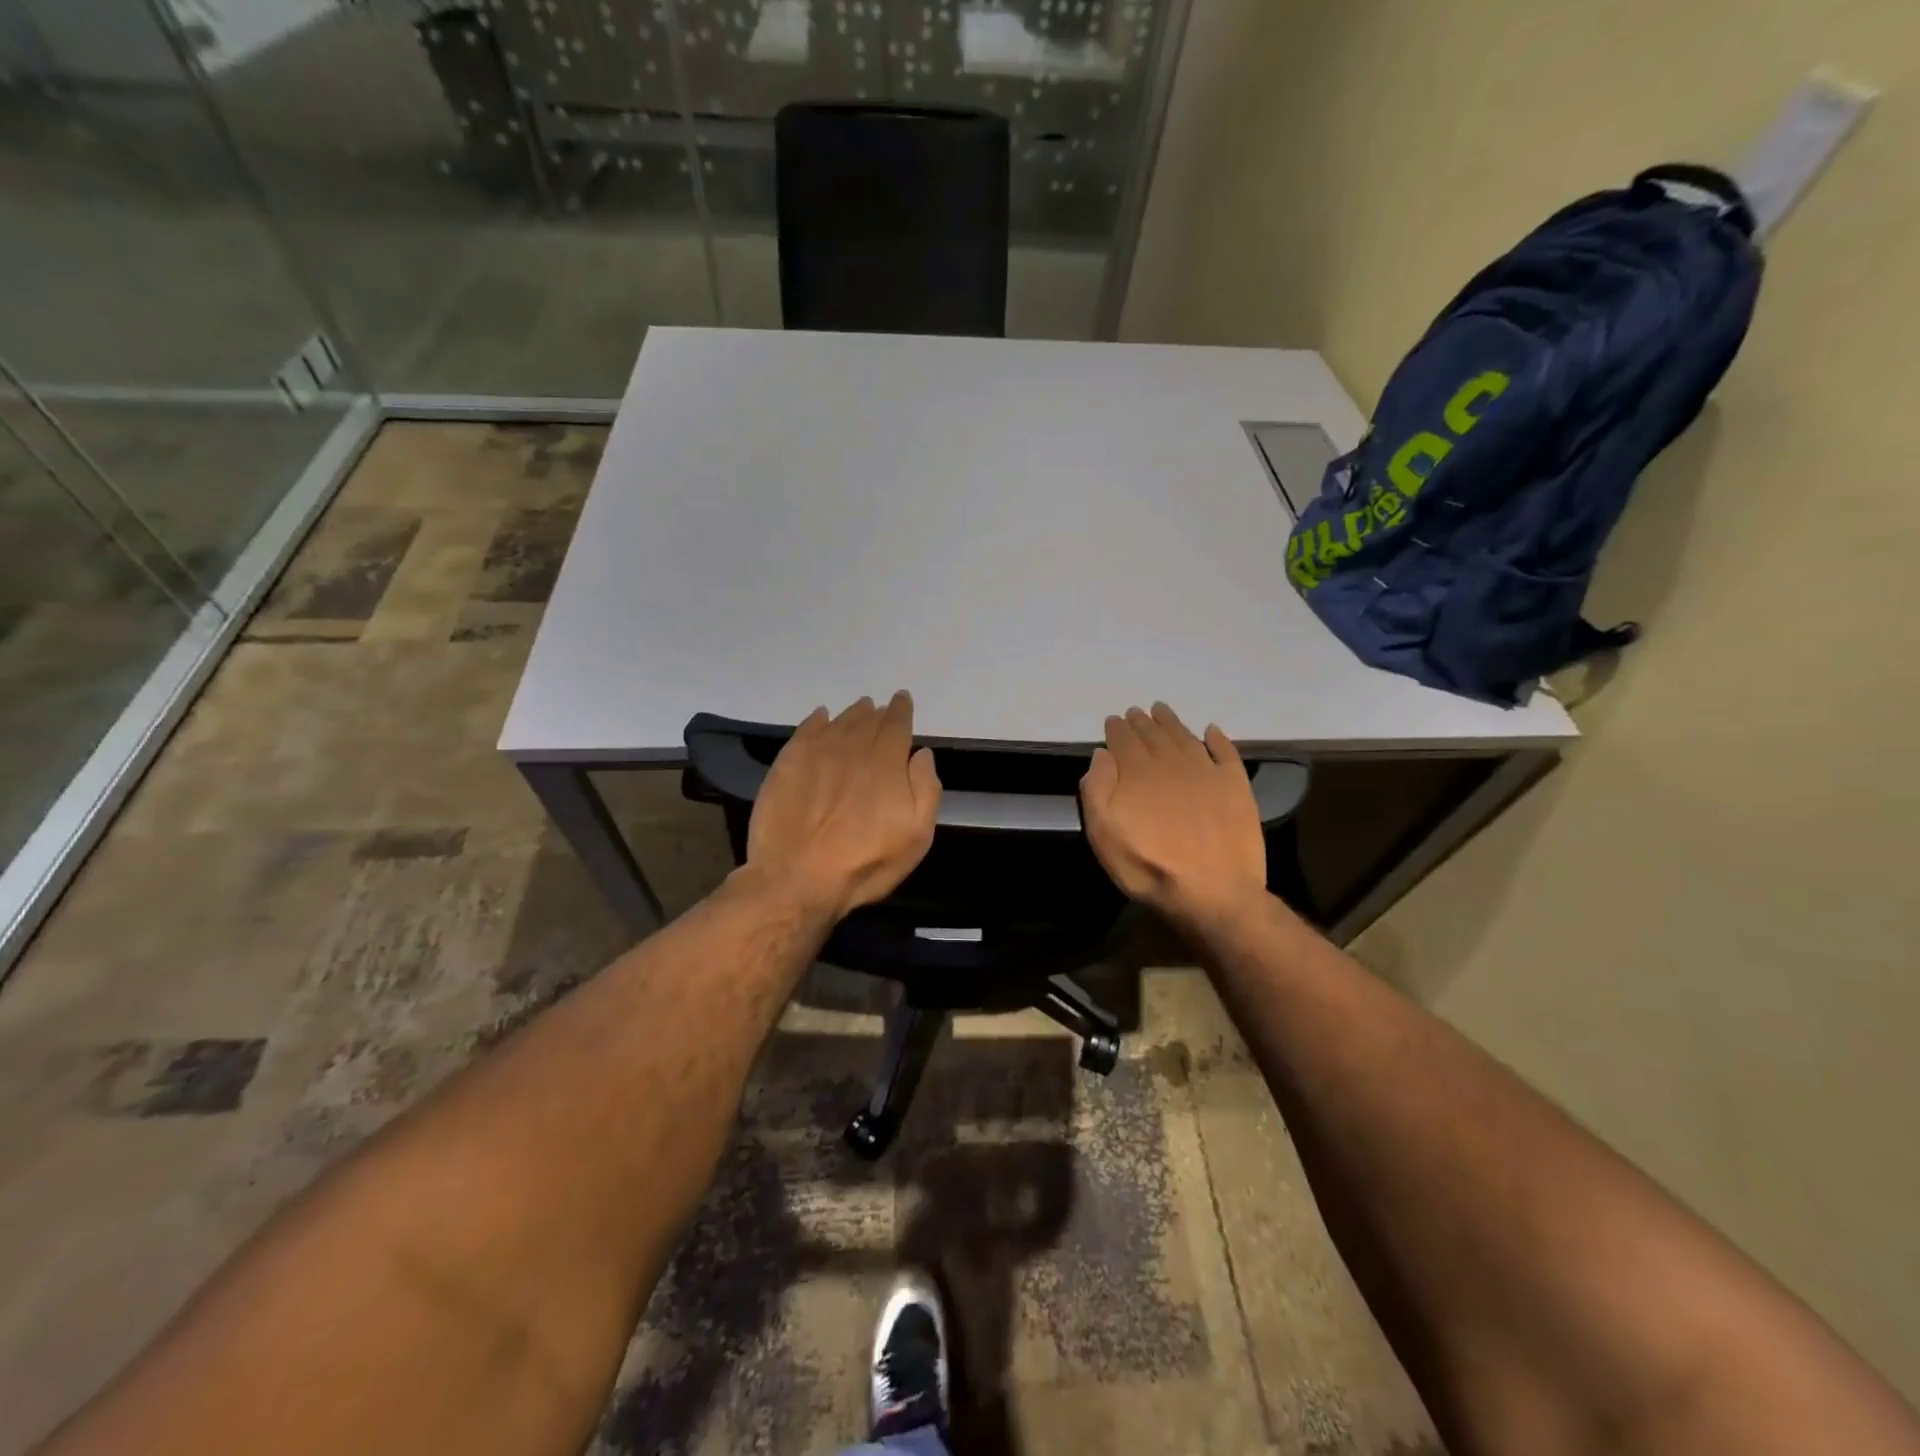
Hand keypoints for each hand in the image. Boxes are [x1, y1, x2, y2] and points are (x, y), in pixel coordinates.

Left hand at [745, 692, 941, 919]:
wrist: (796, 878)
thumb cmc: (864, 863)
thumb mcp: (915, 837)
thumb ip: (925, 789)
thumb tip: (921, 753)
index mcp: (886, 762)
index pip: (896, 725)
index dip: (901, 710)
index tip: (903, 701)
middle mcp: (852, 747)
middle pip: (868, 720)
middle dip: (878, 713)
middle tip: (881, 709)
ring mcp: (816, 753)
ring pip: (839, 722)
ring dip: (852, 714)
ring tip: (859, 710)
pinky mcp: (787, 763)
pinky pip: (806, 730)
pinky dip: (817, 720)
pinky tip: (821, 718)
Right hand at [1079, 703, 1266, 924]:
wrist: (1213, 892)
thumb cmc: (1149, 867)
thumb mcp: (1104, 835)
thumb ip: (1097, 791)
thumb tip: (1102, 754)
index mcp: (1138, 772)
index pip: (1124, 741)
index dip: (1117, 729)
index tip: (1113, 720)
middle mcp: (1171, 763)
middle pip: (1154, 735)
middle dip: (1142, 722)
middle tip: (1136, 712)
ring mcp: (1207, 772)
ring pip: (1185, 737)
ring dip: (1172, 722)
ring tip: (1162, 711)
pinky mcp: (1236, 786)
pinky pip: (1225, 752)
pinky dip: (1217, 738)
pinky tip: (1211, 731)